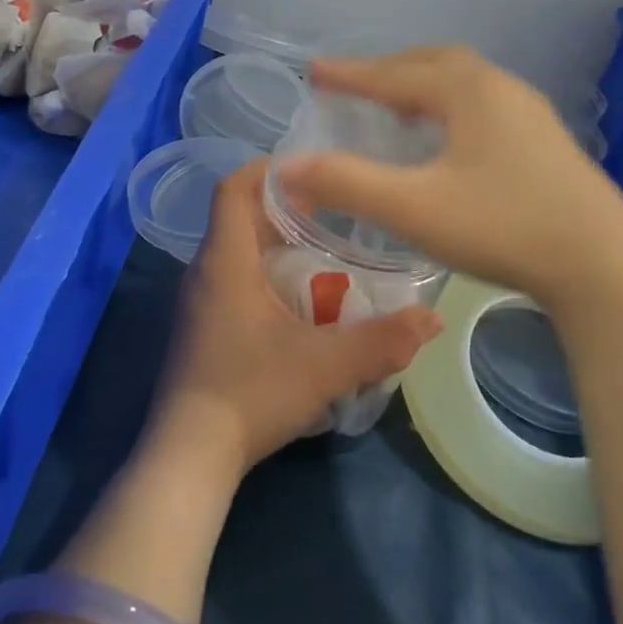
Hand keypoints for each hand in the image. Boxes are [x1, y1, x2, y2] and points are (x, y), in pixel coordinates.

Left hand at [148, 159, 441, 481]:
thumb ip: (382, 341)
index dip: (267, 169)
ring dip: (276, 245)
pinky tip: (299, 303)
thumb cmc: (251, 392)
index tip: (311, 170)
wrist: (190, 453)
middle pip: (240, 217)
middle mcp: (204, 270)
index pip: (233, 188)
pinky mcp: (201, 327)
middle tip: (334, 214)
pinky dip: (265, 275)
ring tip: (325, 254)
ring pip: (237, 251)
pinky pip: (233, 280)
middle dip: (284, 209)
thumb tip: (432, 318)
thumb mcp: (326, 366)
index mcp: (225, 260)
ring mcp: (198, 301)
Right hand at [274, 46, 622, 300]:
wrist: (604, 267)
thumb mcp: (413, 208)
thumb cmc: (503, 227)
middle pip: (433, 63)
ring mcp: (530, 114)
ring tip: (395, 107)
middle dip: (388, 70)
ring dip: (422, 85)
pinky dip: (449, 105)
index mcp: (468, 91)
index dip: (350, 74)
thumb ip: (346, 184)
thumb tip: (287, 168)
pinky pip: (483, 104)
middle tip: (354, 86)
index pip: (394, 74)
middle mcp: (501, 89)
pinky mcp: (545, 142)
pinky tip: (446, 140)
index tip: (314, 72)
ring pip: (463, 82)